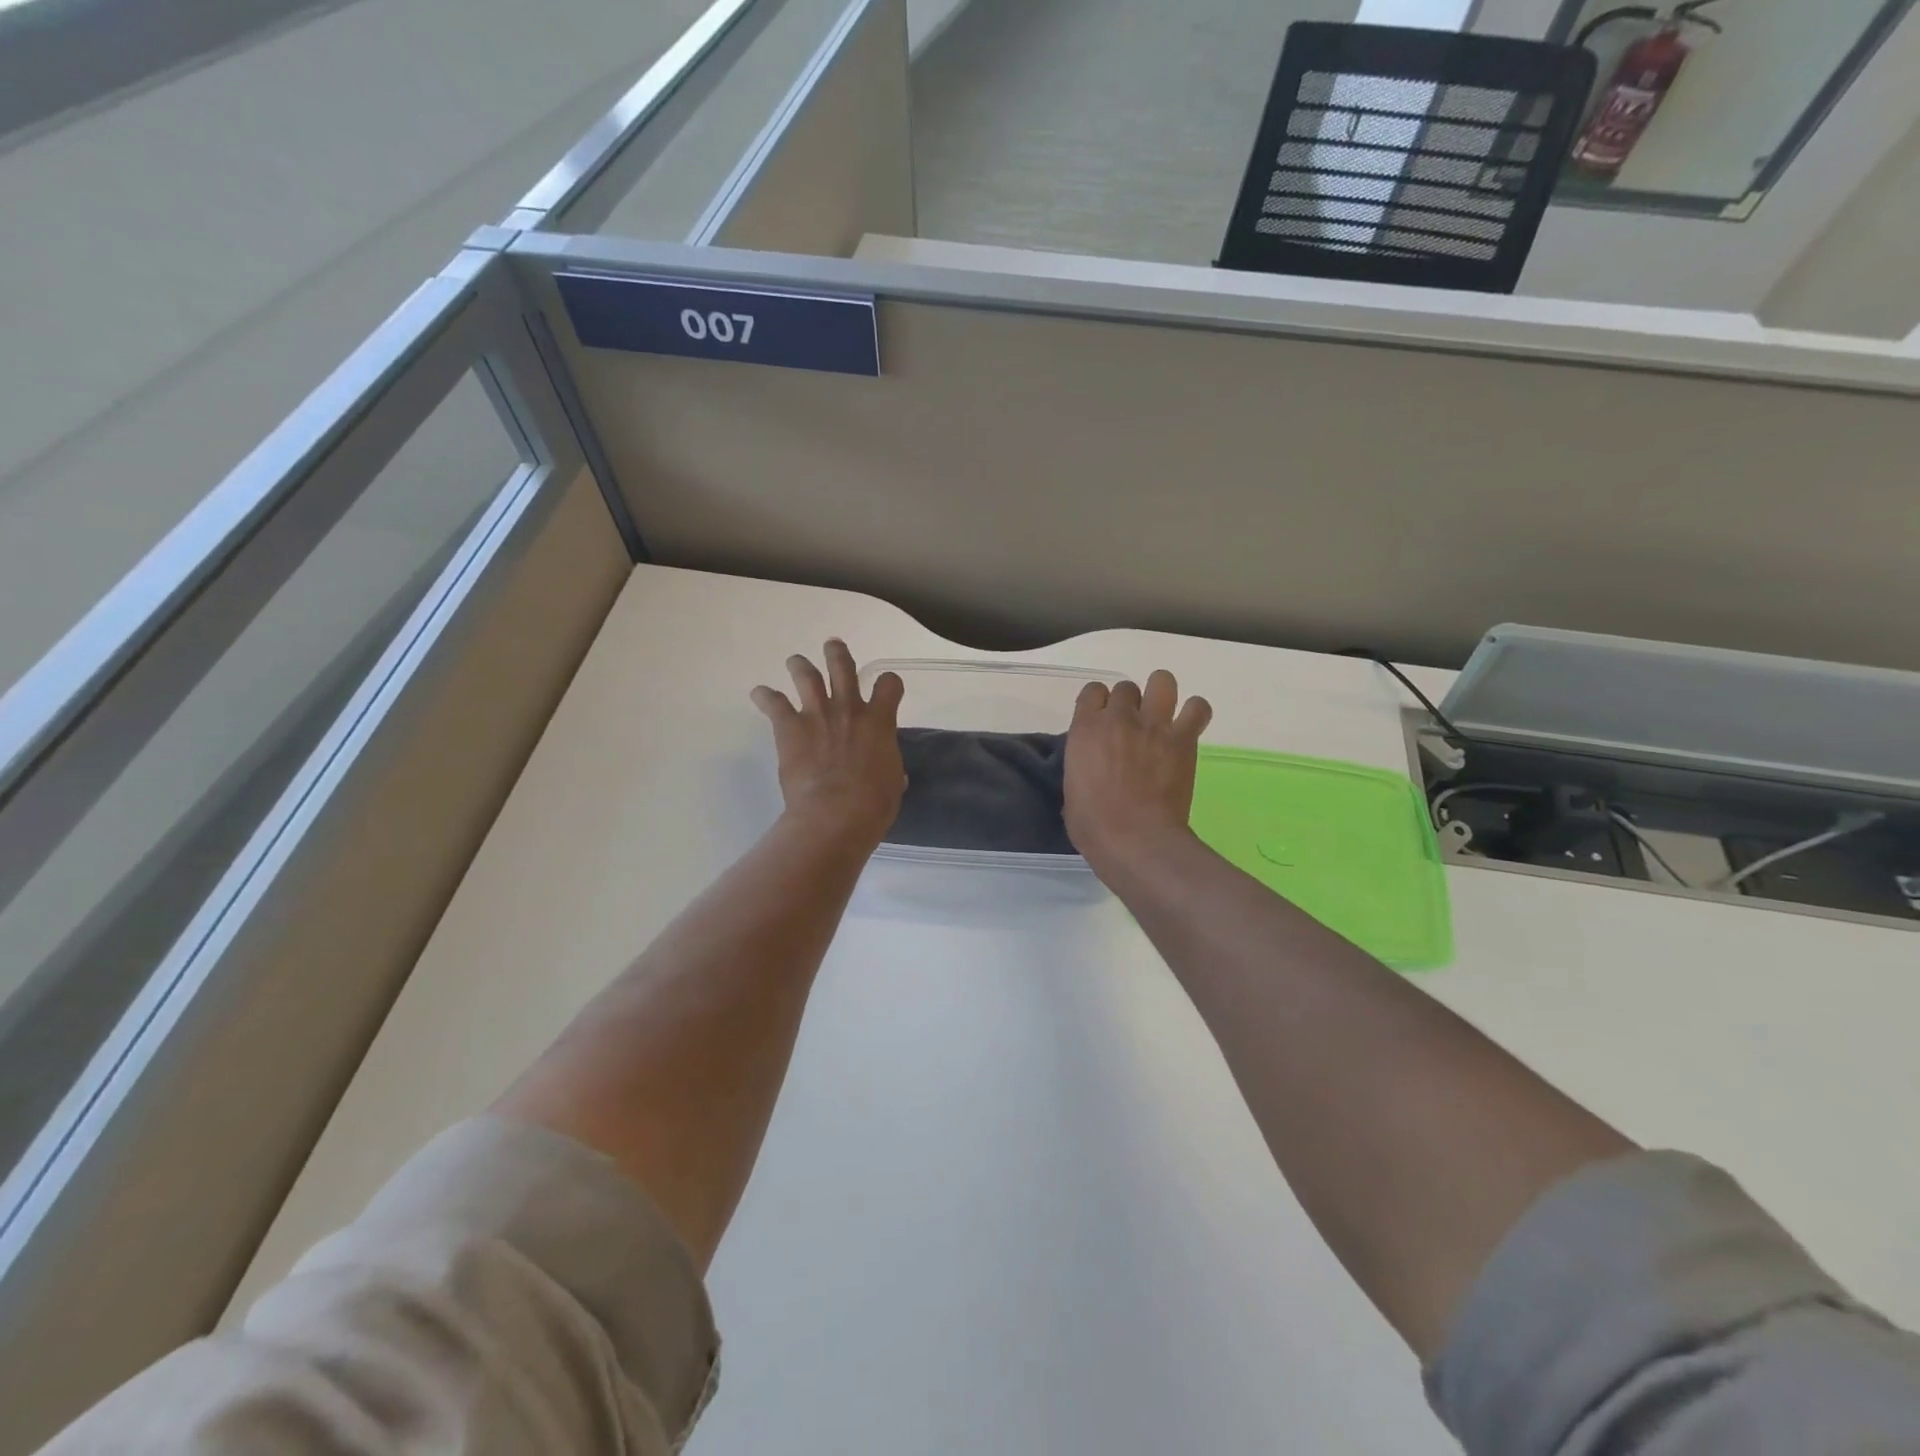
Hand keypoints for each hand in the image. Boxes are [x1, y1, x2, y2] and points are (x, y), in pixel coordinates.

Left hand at [753, 640, 905, 844]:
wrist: (837, 813)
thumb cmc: (873, 804)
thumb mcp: (892, 783)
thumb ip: (889, 768)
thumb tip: (892, 775)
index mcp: (879, 722)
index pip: (889, 685)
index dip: (888, 684)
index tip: (885, 688)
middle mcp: (849, 709)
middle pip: (843, 667)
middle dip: (837, 654)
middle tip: (833, 646)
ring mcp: (817, 714)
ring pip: (807, 675)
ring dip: (800, 665)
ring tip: (795, 661)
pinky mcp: (789, 727)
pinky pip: (773, 703)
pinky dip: (764, 696)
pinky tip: (759, 694)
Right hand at [1065, 670, 1211, 871]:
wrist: (1135, 840)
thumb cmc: (1093, 825)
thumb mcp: (1072, 788)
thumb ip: (1082, 763)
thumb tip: (1093, 763)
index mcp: (1085, 729)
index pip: (1092, 691)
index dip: (1098, 704)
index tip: (1102, 721)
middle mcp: (1118, 718)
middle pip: (1126, 687)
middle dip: (1128, 704)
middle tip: (1132, 728)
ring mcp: (1153, 725)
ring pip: (1162, 681)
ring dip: (1160, 695)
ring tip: (1161, 716)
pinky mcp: (1183, 739)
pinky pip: (1197, 708)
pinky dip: (1194, 713)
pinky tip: (1188, 727)